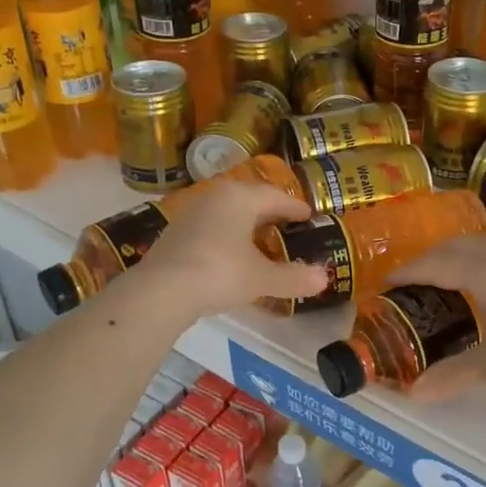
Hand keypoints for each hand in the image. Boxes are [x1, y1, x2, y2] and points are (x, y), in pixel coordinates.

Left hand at [129, 180, 326, 320]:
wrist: (162, 290)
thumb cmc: (220, 272)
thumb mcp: (262, 278)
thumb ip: (293, 277)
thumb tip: (324, 278)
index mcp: (240, 197)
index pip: (275, 196)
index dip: (295, 207)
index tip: (309, 216)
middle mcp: (216, 196)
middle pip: (250, 200)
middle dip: (271, 213)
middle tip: (289, 227)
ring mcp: (192, 213)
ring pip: (229, 213)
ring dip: (247, 225)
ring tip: (263, 241)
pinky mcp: (176, 233)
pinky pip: (213, 227)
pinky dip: (228, 237)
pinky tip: (233, 255)